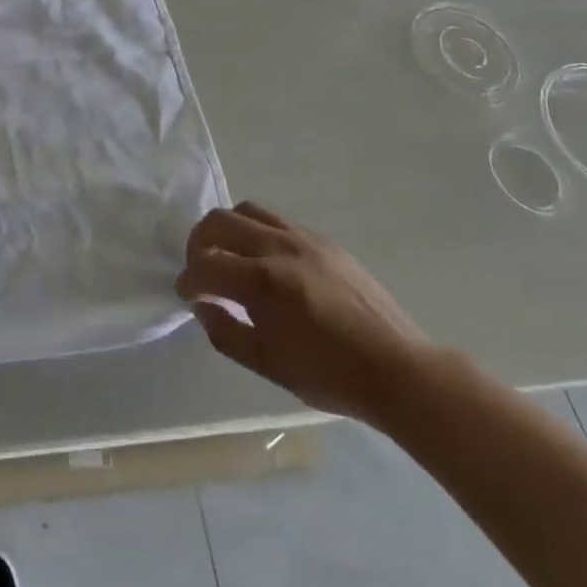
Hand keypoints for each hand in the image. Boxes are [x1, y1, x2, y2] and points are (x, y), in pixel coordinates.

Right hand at [175, 202, 432, 426]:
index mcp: (263, 281)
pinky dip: (257, 231)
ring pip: (247, 210)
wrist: (400, 371)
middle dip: (198, 243)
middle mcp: (279, 247)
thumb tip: (203, 306)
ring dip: (227, 229)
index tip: (186, 295)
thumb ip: (225, 332)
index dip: (188, 280)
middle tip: (200, 269)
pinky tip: (265, 260)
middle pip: (219, 221)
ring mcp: (304, 238)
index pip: (206, 265)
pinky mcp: (323, 241)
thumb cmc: (331, 376)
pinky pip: (277, 220)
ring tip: (229, 255)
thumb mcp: (268, 365)